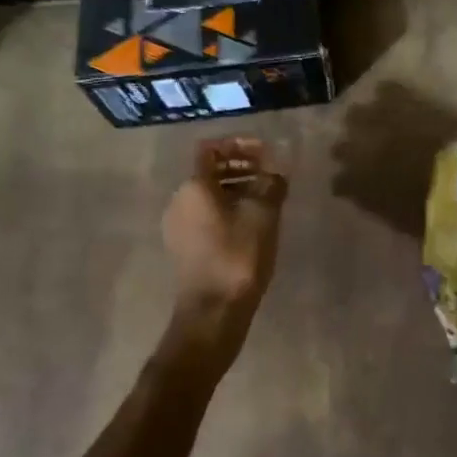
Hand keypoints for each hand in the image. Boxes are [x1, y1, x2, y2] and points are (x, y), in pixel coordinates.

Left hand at [162, 137, 287, 364]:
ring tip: (267, 196)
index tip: (266, 151)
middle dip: (241, 165)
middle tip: (270, 172)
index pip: (211, 148)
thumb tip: (277, 170)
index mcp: (194, 186)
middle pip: (210, 170)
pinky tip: (252, 221)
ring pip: (209, 194)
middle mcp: (180, 200)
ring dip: (237, 187)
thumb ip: (271, 183)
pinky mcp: (184, 246)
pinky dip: (228, 208)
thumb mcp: (263, 213)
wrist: (213, 312)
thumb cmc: (238, 255)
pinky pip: (206, 214)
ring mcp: (179, 225)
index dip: (239, 144)